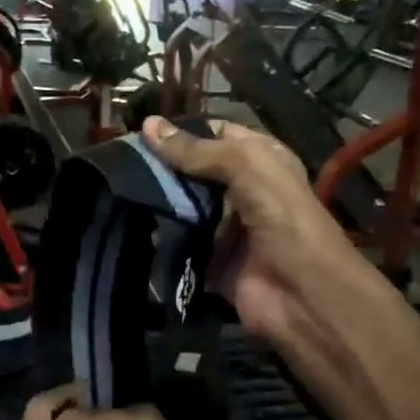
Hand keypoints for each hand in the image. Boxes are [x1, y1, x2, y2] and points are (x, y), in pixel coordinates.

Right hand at [139, 116, 356, 345]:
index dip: (182, 132)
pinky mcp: (211, 261)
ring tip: (116, 189)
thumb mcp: (247, 168)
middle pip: (194, 173)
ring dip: (156, 202)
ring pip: (183, 208)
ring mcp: (226, 228)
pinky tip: (129, 225)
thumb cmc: (284, 219)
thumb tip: (147, 125)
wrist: (302, 295)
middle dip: (161, 168)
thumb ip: (197, 150)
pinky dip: (159, 240)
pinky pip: (180, 246)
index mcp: (261, 160)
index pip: (215, 134)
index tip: (139, 132)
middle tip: (118, 164)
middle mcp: (243, 190)